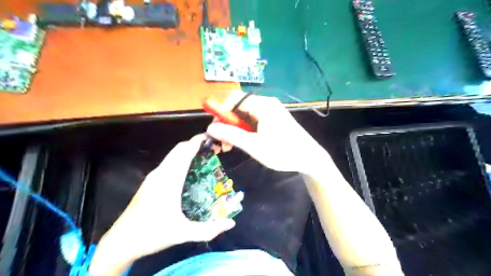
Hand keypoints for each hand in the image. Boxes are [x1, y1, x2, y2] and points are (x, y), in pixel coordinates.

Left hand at [89, 135, 235, 275]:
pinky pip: (169, 162)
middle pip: (179, 149)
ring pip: (173, 155)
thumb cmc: (152, 234)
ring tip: (205, 157)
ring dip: (188, 151)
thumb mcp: (183, 233)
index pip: (185, 152)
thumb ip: (209, 230)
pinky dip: (181, 159)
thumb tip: (231, 224)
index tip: (214, 140)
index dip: (199, 142)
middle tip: (214, 150)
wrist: (120, 242)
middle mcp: (161, 173)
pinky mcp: (150, 182)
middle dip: (196, 144)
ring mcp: (154, 177)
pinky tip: (190, 171)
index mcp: (169, 180)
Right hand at [206, 92, 324, 174]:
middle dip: (226, 123)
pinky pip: (253, 121)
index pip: (233, 98)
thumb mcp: (254, 145)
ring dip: (234, 129)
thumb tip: (210, 128)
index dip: (219, 110)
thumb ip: (231, 135)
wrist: (309, 158)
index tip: (213, 128)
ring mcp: (270, 112)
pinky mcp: (273, 120)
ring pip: (244, 116)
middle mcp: (266, 104)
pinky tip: (242, 143)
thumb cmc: (282, 151)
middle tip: (220, 142)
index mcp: (262, 105)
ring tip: (229, 146)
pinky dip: (244, 131)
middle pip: (238, 107)